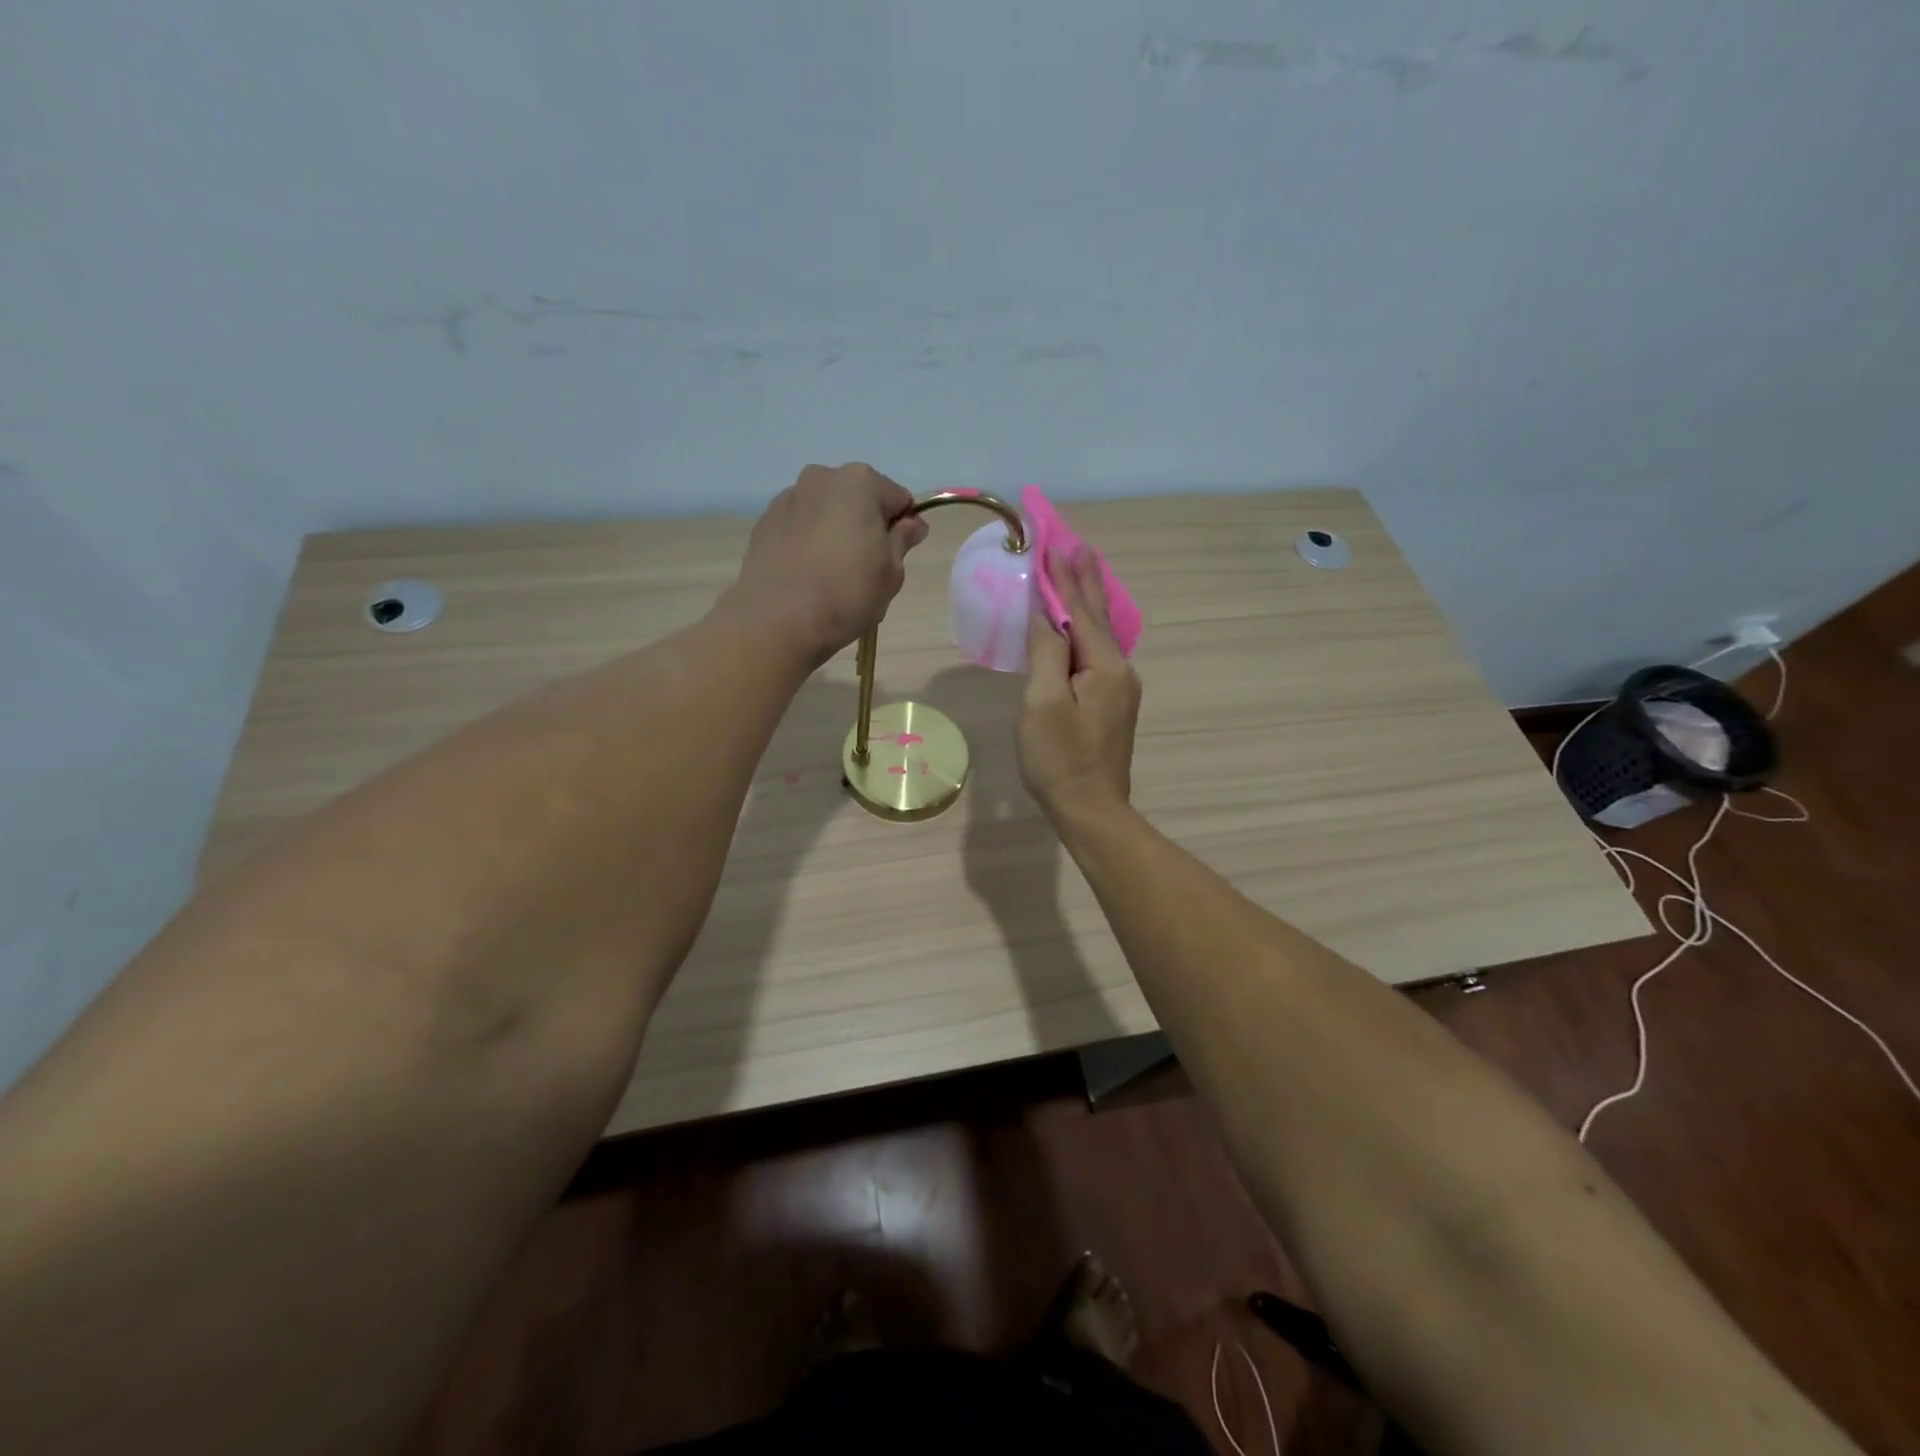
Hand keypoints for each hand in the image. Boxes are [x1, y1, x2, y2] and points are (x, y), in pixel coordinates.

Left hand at [730, 464, 929, 664]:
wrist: (777, 620)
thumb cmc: (846, 594)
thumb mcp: (891, 573)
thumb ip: (902, 541)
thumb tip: (913, 524)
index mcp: (860, 483)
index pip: (898, 499)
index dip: (903, 527)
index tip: (897, 555)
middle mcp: (822, 477)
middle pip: (858, 498)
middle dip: (866, 524)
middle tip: (865, 565)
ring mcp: (789, 497)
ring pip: (826, 509)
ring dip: (835, 529)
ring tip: (832, 570)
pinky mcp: (764, 521)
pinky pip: (800, 525)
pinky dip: (808, 540)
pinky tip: (807, 572)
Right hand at [1018, 545, 1140, 822]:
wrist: (1090, 809)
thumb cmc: (1058, 758)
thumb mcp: (1042, 702)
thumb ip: (1047, 651)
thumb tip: (1046, 612)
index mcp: (1104, 665)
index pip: (1080, 610)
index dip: (1062, 578)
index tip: (1053, 543)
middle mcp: (1120, 670)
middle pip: (1098, 616)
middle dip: (1084, 581)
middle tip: (1078, 545)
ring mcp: (1120, 688)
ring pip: (1102, 633)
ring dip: (1090, 600)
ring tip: (1085, 570)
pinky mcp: (1113, 704)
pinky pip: (1101, 652)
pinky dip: (1090, 627)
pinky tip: (1088, 623)